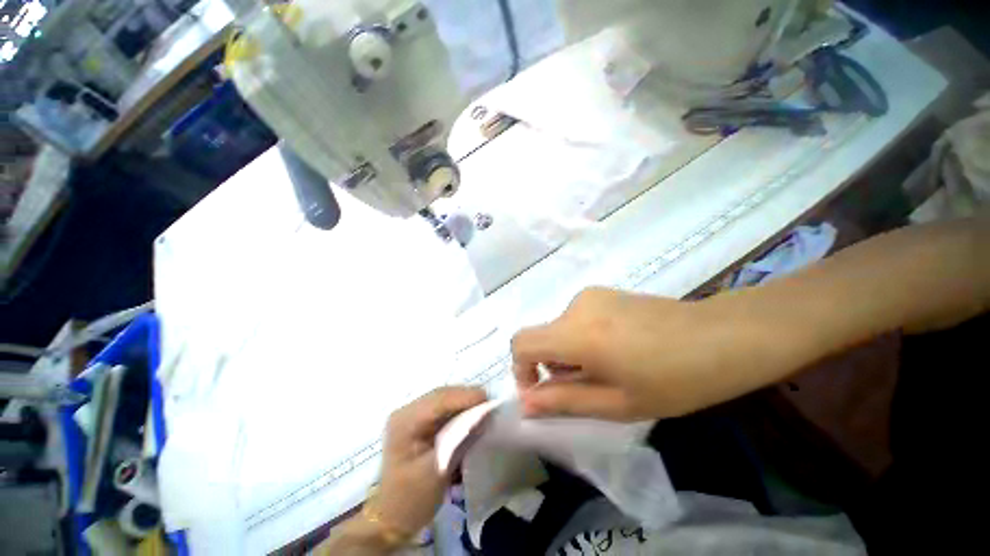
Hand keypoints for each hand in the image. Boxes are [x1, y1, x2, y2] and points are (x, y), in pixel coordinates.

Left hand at [375, 387, 486, 535]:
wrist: (392, 518)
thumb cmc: (412, 498)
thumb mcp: (438, 470)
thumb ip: (460, 439)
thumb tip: (484, 416)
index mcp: (405, 421)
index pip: (440, 399)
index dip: (466, 396)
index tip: (489, 401)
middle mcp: (406, 411)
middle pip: (442, 395)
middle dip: (467, 397)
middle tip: (490, 405)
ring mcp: (411, 415)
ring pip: (444, 399)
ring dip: (464, 402)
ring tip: (484, 409)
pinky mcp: (418, 422)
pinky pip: (443, 408)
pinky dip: (458, 410)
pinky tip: (470, 416)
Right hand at [512, 288, 763, 420]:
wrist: (722, 335)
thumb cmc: (675, 379)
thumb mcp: (616, 403)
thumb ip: (564, 402)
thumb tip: (526, 404)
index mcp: (576, 333)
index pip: (521, 343)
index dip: (521, 370)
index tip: (543, 392)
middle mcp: (575, 306)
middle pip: (543, 338)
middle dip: (555, 367)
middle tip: (591, 388)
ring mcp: (590, 295)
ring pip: (561, 330)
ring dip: (571, 353)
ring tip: (611, 369)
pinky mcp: (604, 292)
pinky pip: (577, 319)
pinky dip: (583, 338)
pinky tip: (619, 348)